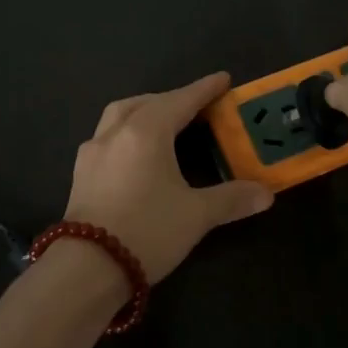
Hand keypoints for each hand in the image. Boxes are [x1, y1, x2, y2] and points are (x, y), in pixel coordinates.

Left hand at [65, 72, 274, 282]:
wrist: (87, 268)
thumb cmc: (147, 231)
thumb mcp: (197, 215)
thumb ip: (232, 199)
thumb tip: (266, 194)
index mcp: (147, 132)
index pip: (182, 101)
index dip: (205, 89)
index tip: (224, 79)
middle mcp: (116, 132)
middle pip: (147, 102)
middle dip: (173, 99)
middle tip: (196, 106)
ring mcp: (92, 152)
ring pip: (119, 115)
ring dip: (143, 110)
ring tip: (163, 122)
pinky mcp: (80, 173)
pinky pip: (106, 137)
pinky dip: (125, 132)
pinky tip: (134, 152)